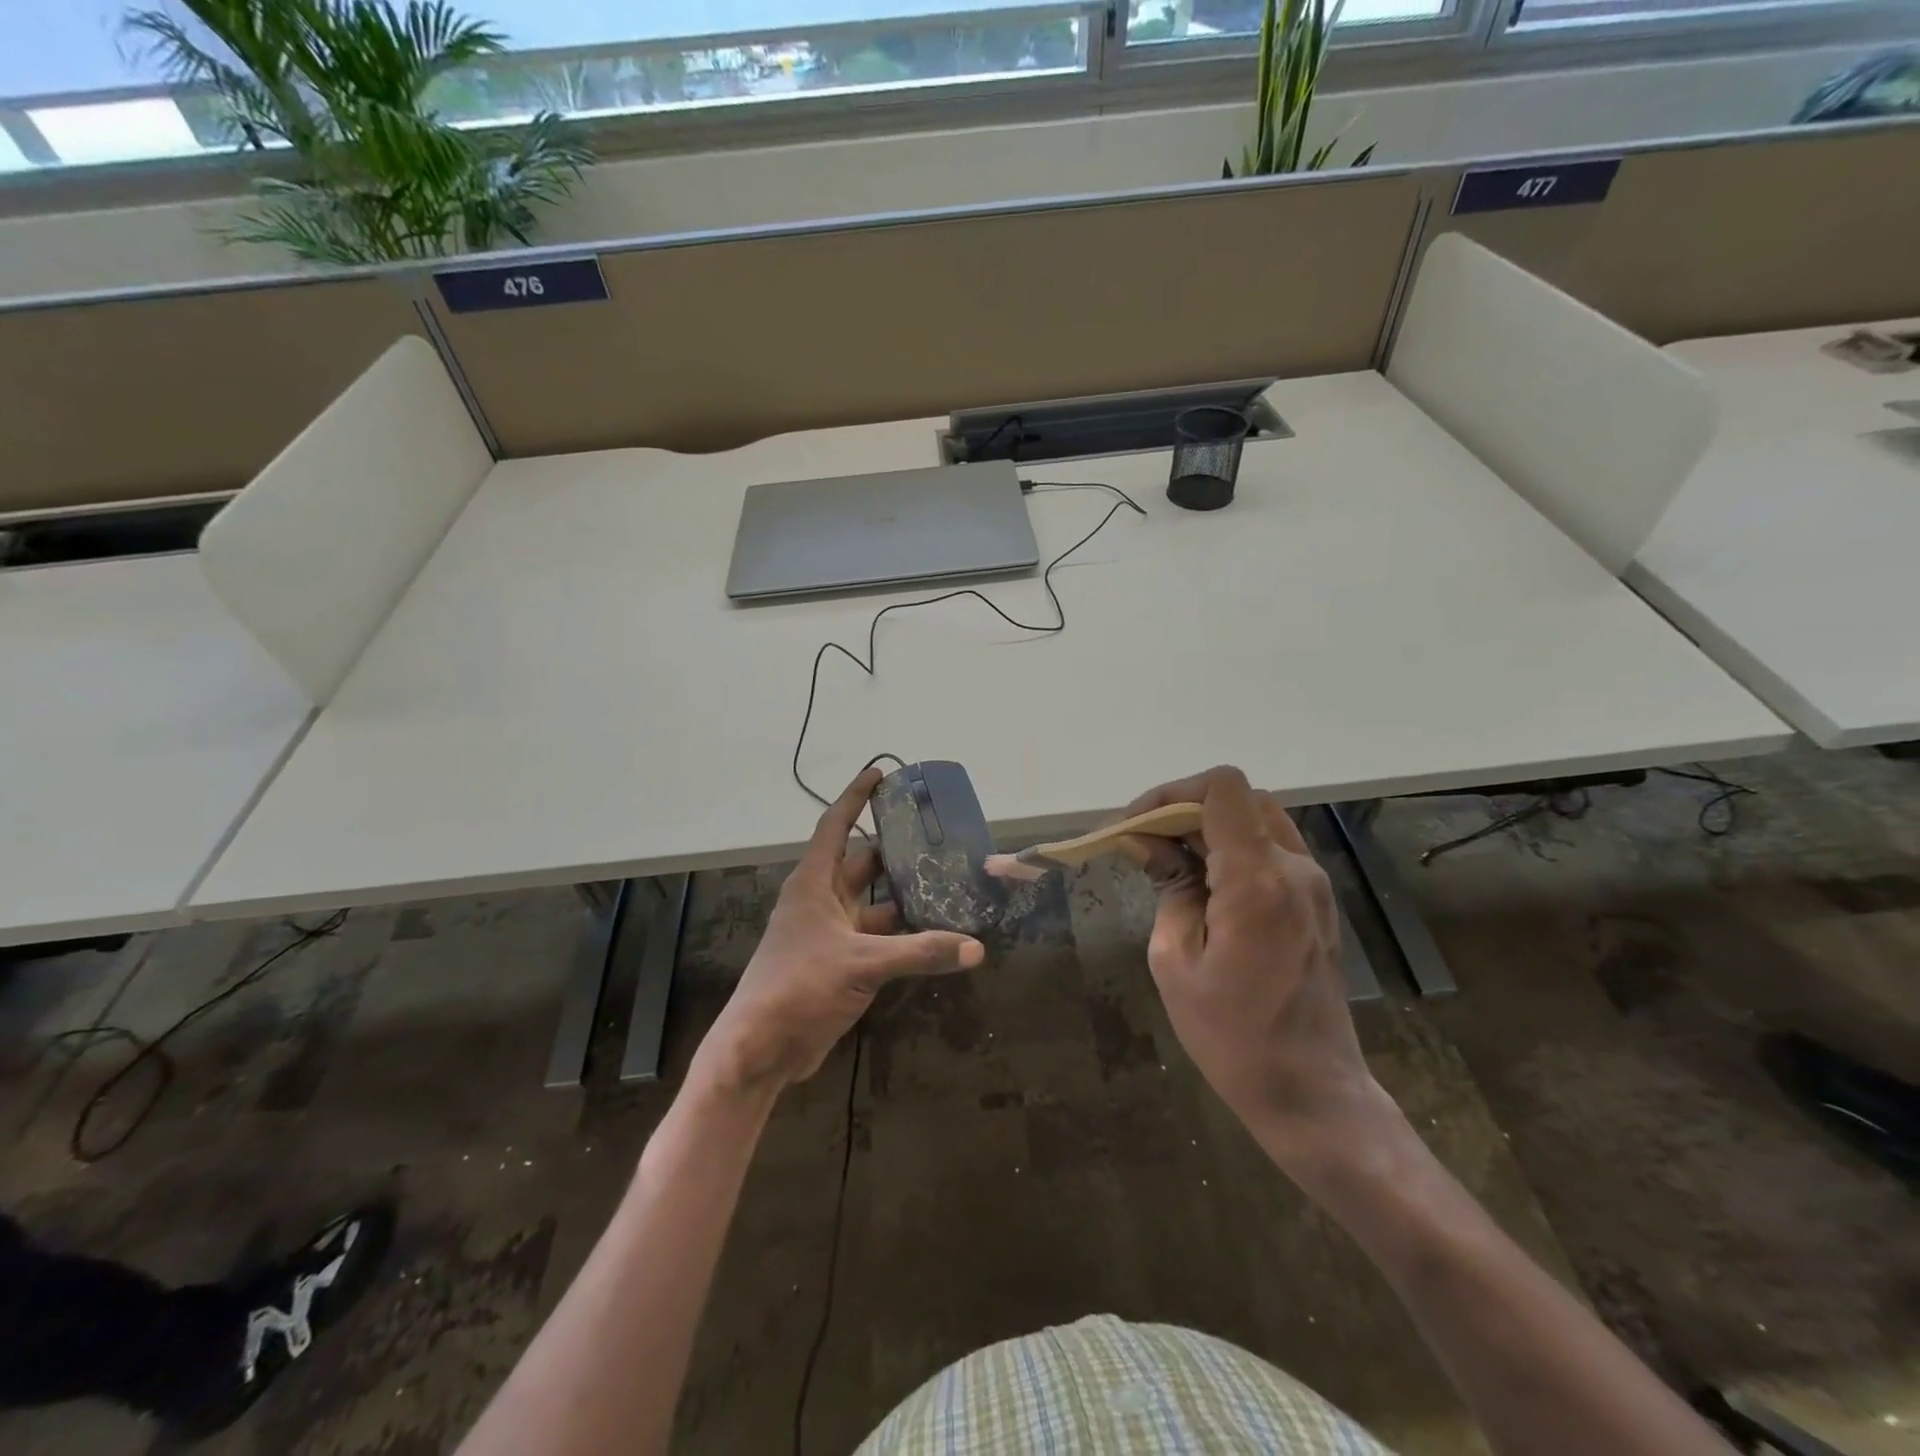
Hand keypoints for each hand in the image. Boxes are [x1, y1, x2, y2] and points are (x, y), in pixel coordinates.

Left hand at [698, 767, 985, 1095]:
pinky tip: (936, 932)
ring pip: (875, 903)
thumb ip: (920, 952)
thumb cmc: (799, 987)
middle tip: (936, 835)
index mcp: (814, 884)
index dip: (856, 797)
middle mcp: (822, 901)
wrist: (761, 1049)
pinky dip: (904, 934)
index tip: (880, 773)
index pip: (835, 826)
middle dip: (894, 849)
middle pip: (862, 862)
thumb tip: (976, 947)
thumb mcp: (862, 964)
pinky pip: (879, 937)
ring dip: (904, 895)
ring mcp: (831, 933)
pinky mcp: (841, 963)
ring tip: (947, 882)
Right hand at [1123, 766, 1384, 1157]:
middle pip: (1239, 798)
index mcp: (1257, 880)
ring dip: (1210, 827)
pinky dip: (1233, 848)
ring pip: (1257, 819)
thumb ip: (1167, 888)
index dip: (1171, 793)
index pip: (1222, 789)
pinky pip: (1272, 849)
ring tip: (1171, 863)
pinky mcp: (1317, 902)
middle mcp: (1294, 869)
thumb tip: (1148, 844)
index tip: (1137, 827)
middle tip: (1147, 845)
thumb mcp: (1175, 961)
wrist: (1311, 1092)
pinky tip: (1205, 885)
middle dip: (1185, 809)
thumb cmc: (1232, 1036)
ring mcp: (1313, 884)